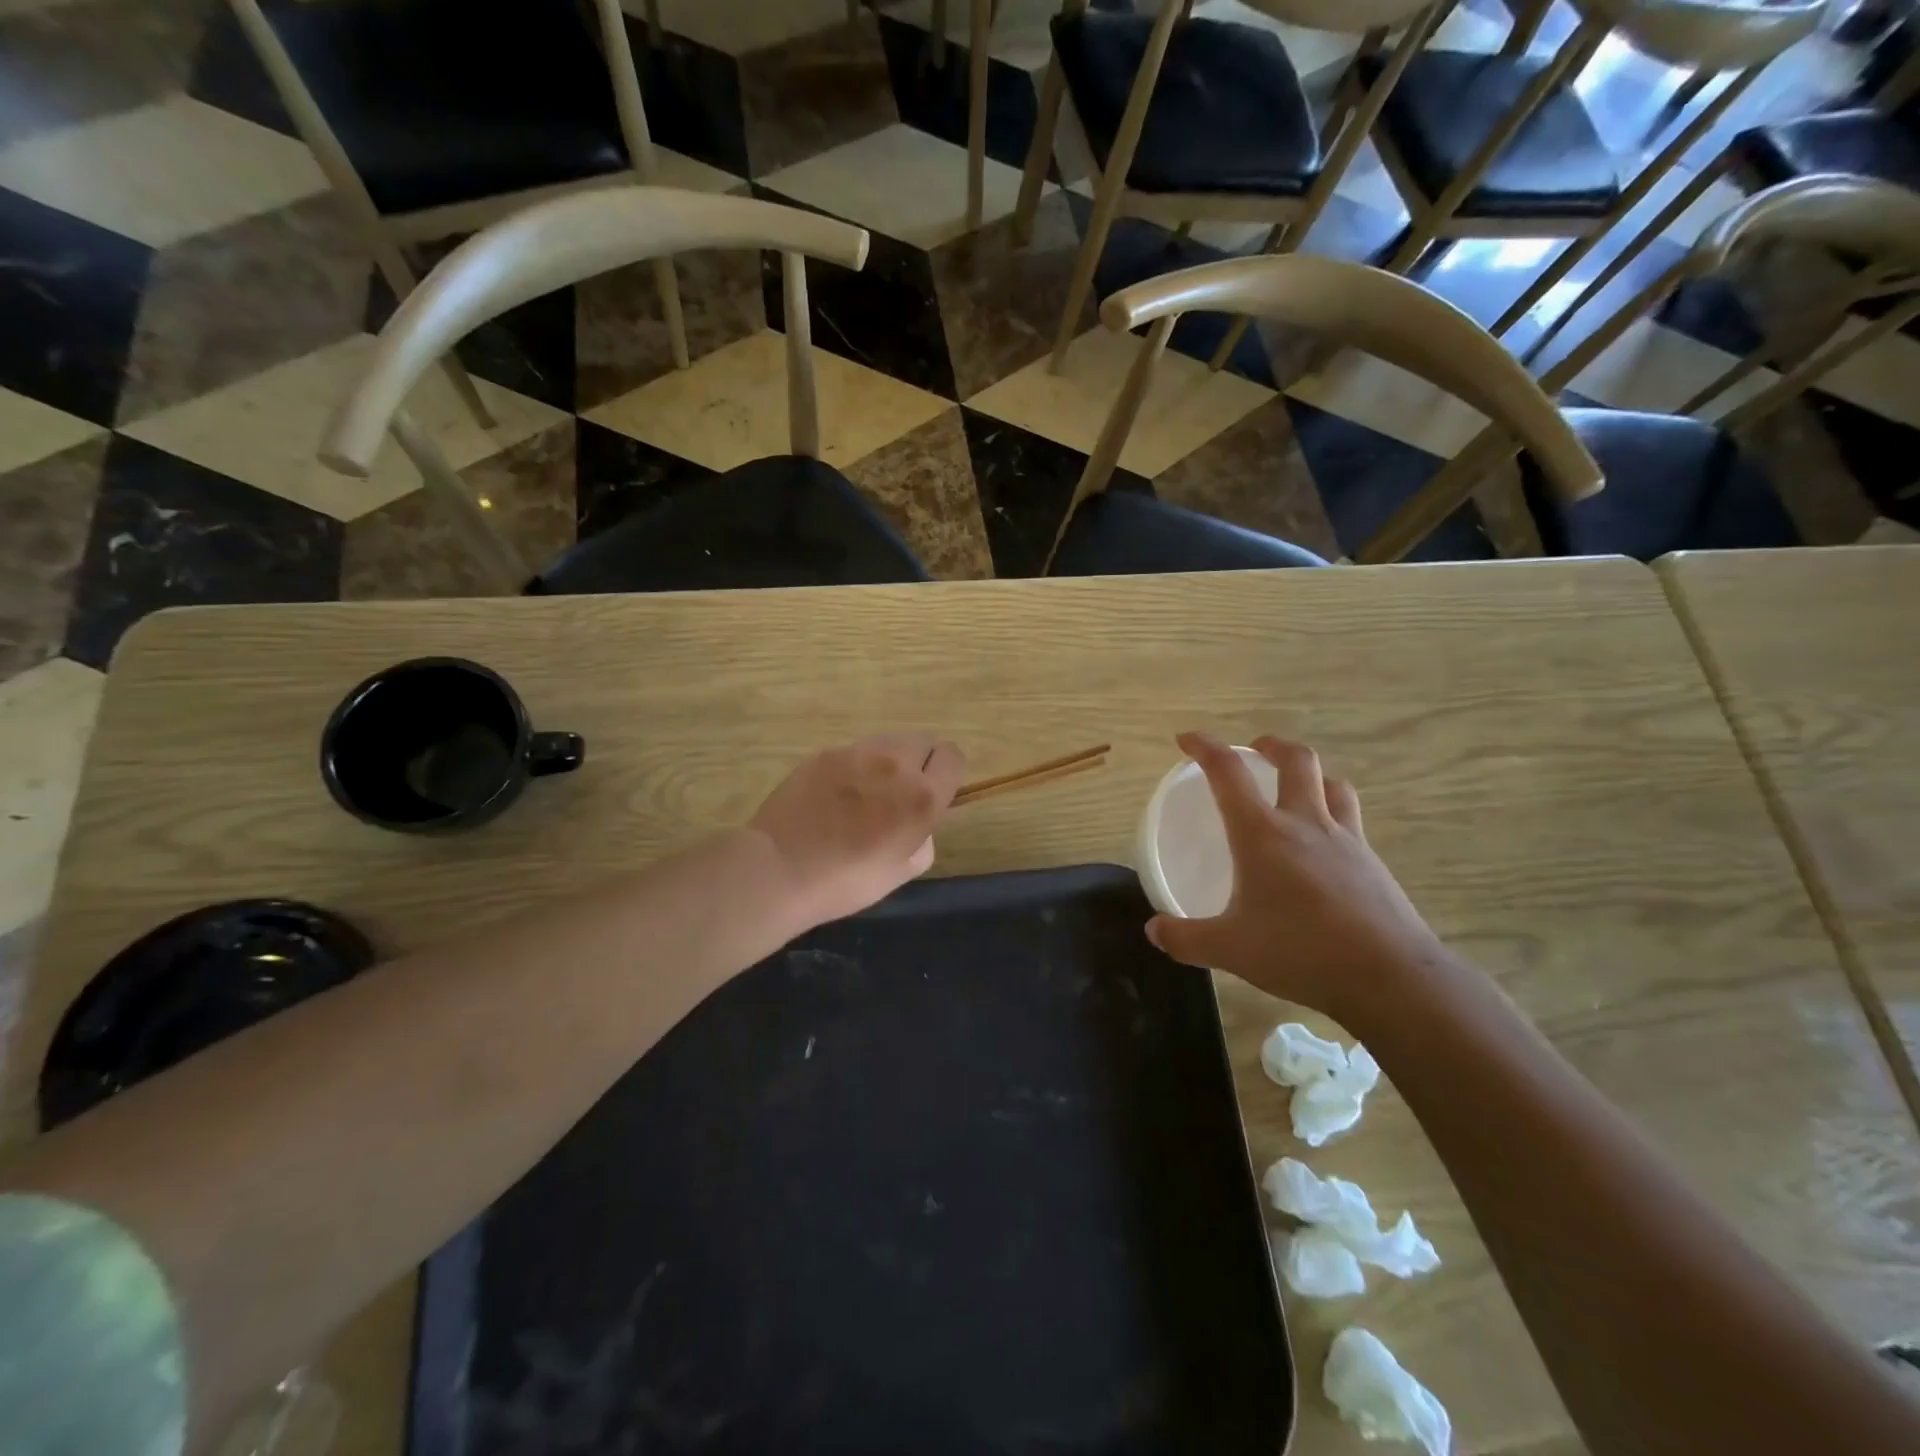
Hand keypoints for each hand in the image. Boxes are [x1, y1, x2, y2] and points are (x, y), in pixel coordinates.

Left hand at [748, 733, 964, 932]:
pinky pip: (853, 751)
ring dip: (886, 761)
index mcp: (922, 797)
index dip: (945, 773)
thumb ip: (922, 840)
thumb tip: (917, 825)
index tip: (933, 792)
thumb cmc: (846, 882)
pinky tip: (833, 794)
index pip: (953, 757)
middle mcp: (895, 765)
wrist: (780, 869)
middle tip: (897, 793)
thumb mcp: (901, 873)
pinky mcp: (825, 753)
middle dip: (918, 762)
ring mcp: (857, 754)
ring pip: (887, 742)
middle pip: (922, 741)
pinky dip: (853, 767)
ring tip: (864, 792)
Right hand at [1146, 732, 1447, 1017]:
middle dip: (1272, 746)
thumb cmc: (1300, 952)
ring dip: (1311, 775)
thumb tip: (1155, 930)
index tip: (1186, 739)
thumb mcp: (1230, 950)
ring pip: (1333, 784)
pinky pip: (1352, 820)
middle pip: (1297, 760)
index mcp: (1262, 834)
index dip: (1204, 747)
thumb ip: (1186, 938)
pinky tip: (1324, 846)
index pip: (1228, 772)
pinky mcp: (1373, 864)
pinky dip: (1334, 814)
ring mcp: (1346, 840)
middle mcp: (1305, 823)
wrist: (1390, 977)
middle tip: (1255, 751)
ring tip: (1296, 789)